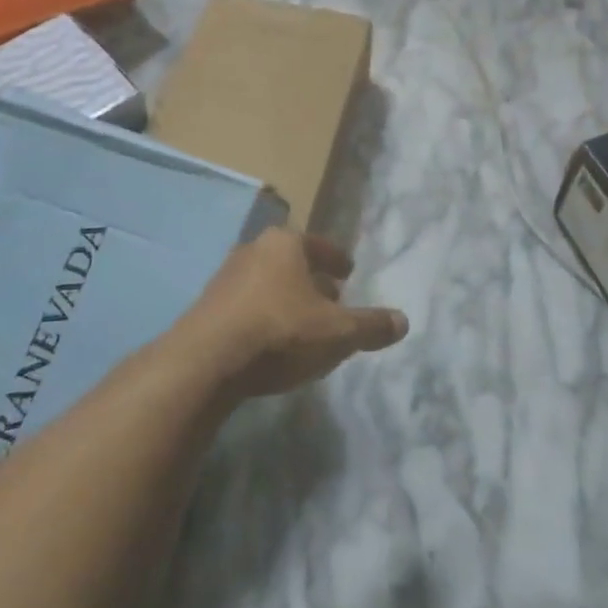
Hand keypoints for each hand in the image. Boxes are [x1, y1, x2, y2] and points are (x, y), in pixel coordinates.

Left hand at [181, 228, 408, 397]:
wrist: (204, 364)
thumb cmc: (280, 333)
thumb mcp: (338, 333)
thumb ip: (371, 326)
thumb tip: (403, 321)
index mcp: (285, 244)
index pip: (319, 245)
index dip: (337, 259)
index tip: (348, 271)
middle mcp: (252, 251)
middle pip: (290, 262)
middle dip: (312, 279)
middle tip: (331, 297)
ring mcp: (224, 278)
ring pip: (266, 283)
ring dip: (286, 298)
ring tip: (303, 322)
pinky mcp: (205, 308)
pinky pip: (246, 306)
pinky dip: (264, 316)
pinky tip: (272, 342)